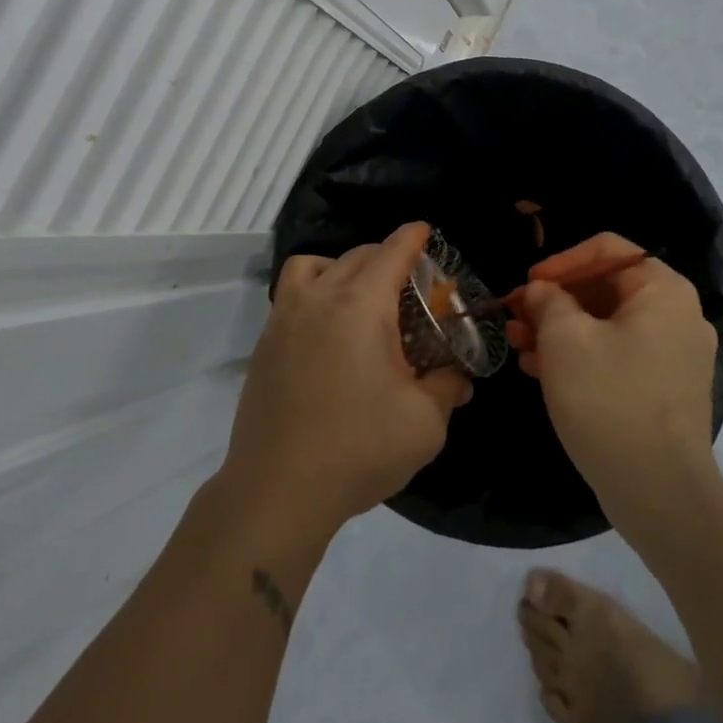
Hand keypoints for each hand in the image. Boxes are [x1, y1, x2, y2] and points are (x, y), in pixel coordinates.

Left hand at [219, 222, 471, 538]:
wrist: (277, 492)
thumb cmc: (358, 450)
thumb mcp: (424, 423)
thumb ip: (446, 388)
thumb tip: (458, 378)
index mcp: (361, 305)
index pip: (391, 252)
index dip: (412, 237)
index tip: (425, 231)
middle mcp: (320, 297)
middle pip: (358, 255)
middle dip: (387, 257)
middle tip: (410, 285)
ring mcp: (285, 317)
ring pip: (314, 264)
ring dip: (343, 266)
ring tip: (361, 297)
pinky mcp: (265, 342)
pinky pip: (291, 292)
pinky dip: (313, 289)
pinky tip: (327, 328)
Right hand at [506, 233, 721, 531]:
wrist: (660, 494)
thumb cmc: (609, 400)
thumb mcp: (565, 340)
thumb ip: (549, 301)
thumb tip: (542, 291)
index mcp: (663, 290)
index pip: (607, 250)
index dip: (561, 262)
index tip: (528, 285)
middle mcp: (677, 315)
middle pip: (606, 288)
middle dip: (555, 301)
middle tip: (515, 316)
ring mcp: (674, 355)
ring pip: (607, 324)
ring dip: (560, 329)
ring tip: (518, 344)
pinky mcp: (664, 389)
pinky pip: (617, 354)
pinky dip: (580, 355)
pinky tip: (540, 370)